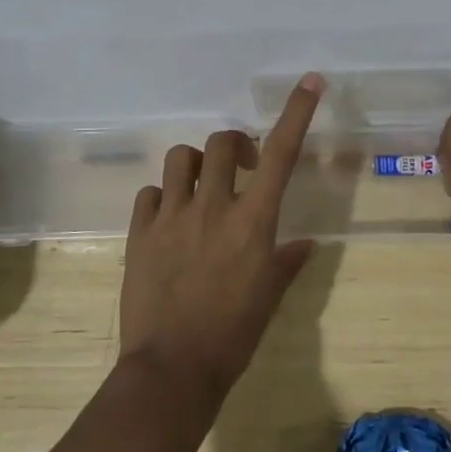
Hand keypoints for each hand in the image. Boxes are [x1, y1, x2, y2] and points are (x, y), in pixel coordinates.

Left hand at [118, 74, 325, 401]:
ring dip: (194, 164)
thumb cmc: (233, 335)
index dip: (296, 112)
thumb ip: (287, 262)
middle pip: (220, 142)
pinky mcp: (140, 232)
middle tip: (240, 167)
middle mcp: (212, 206)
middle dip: (233, 145)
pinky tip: (168, 218)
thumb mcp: (269, 298)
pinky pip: (149, 193)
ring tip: (199, 188)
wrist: (172, 370)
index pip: (280, 153)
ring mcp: (171, 216)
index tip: (310, 81)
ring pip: (180, 158)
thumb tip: (306, 243)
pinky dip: (162, 197)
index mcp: (252, 220)